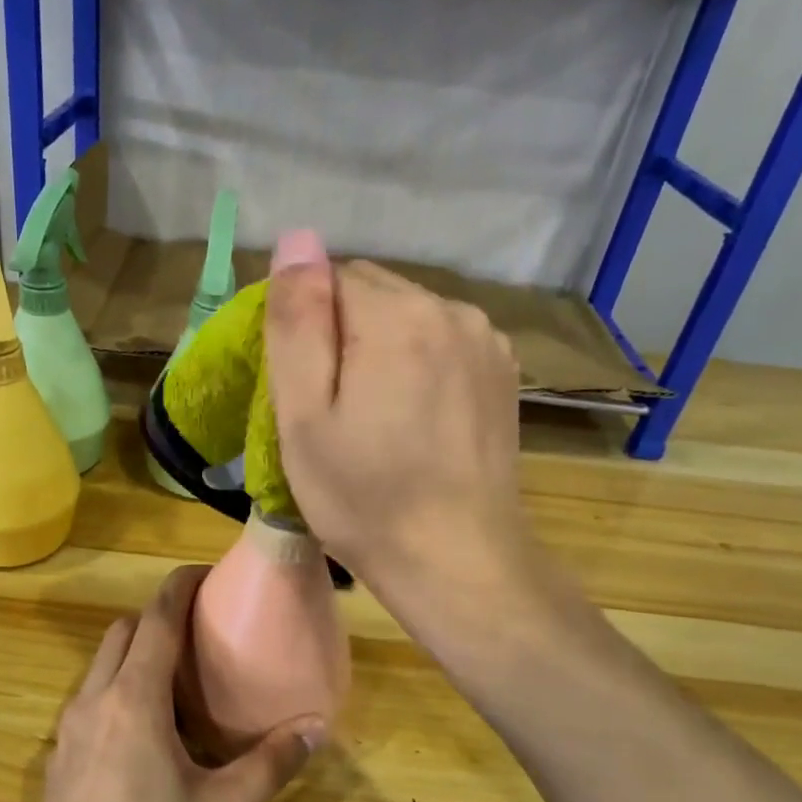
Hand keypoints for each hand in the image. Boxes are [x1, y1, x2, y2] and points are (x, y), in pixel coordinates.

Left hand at [2, 567, 324, 801]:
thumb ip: (268, 765)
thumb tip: (314, 728)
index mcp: (132, 702)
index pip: (156, 620)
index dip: (179, 587)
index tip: (207, 574)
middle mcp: (93, 703)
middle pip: (122, 633)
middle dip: (159, 617)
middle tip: (203, 631)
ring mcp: (67, 734)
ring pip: (101, 667)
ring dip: (136, 654)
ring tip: (181, 680)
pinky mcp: (58, 765)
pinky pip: (91, 702)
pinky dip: (119, 690)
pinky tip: (150, 736)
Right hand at [263, 230, 529, 614]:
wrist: (459, 562)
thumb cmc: (365, 497)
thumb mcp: (305, 416)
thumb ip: (297, 321)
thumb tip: (297, 239)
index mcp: (398, 315)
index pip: (331, 277)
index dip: (305, 327)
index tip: (302, 386)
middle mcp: (452, 310)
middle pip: (373, 292)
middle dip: (343, 333)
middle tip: (332, 409)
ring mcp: (487, 341)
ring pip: (409, 316)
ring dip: (381, 347)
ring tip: (374, 418)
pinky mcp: (504, 373)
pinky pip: (443, 342)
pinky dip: (418, 364)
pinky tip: (414, 419)